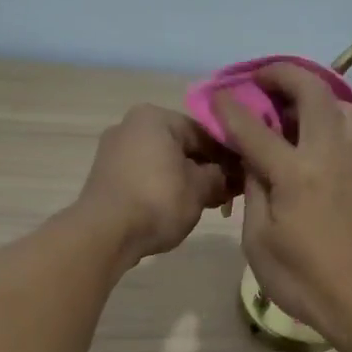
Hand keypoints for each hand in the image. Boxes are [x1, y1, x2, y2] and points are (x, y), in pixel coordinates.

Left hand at [78, 104, 237, 266]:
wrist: (105, 234)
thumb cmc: (158, 201)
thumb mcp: (200, 189)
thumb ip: (220, 176)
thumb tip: (230, 176)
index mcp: (155, 117)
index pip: (205, 132)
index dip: (229, 155)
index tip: (246, 176)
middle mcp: (131, 125)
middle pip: (183, 146)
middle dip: (208, 169)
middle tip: (230, 193)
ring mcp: (115, 151)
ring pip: (164, 162)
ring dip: (188, 180)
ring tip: (208, 204)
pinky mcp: (107, 177)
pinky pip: (146, 176)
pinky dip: (165, 188)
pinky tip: (180, 208)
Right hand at [212, 63, 351, 338]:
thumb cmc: (301, 280)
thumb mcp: (259, 241)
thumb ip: (255, 190)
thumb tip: (253, 159)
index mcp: (296, 174)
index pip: (256, 128)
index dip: (231, 108)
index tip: (216, 95)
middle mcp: (329, 156)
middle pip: (313, 93)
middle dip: (284, 75)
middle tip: (260, 79)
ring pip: (342, 105)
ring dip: (315, 92)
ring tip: (290, 103)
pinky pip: (350, 129)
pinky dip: (329, 115)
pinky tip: (311, 133)